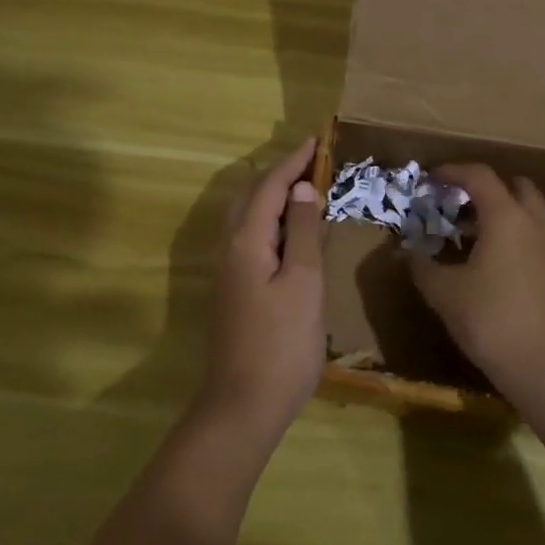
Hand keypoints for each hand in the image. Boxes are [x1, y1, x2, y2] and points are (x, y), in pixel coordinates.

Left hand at [200, 137, 324, 439]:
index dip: (293, 161)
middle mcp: (229, 249)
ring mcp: (228, 272)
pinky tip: (291, 234)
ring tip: (304, 189)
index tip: (316, 139)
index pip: (269, 187)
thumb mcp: (303, 282)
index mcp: (246, 241)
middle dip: (279, 174)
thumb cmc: (281, 343)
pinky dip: (271, 222)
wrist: (243, 405)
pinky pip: (251, 239)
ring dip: (273, 197)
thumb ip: (304, 232)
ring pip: (248, 219)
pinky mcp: (234, 291)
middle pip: (251, 197)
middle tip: (312, 162)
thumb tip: (303, 188)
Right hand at [407, 164, 544, 400]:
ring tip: (466, 230)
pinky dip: (511, 232)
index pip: (479, 176)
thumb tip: (405, 250)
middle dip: (484, 186)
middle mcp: (533, 222)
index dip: (452, 171)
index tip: (429, 178)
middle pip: (513, 185)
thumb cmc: (491, 320)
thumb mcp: (444, 293)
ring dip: (499, 210)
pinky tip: (487, 259)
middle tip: (456, 200)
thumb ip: (422, 266)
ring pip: (527, 210)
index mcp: (506, 217)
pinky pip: (532, 234)